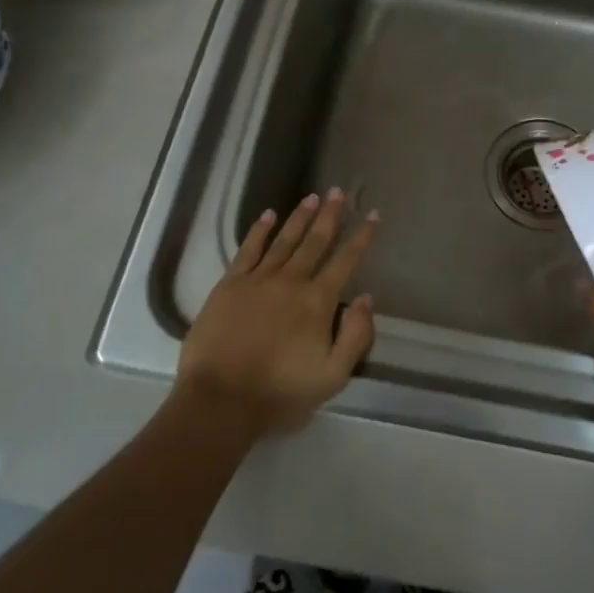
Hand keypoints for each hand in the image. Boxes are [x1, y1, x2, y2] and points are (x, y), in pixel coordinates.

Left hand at [175, 189, 378, 440]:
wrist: (220, 400)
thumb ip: (355, 336)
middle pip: (315, 241)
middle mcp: (291, 281)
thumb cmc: (280, 393)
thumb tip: (366, 298)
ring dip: (300, 217)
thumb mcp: (333, 376)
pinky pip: (248, 250)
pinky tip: (268, 215)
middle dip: (331, 215)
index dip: (362, 237)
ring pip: (284, 240)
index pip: (346, 261)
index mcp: (318, 302)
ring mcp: (258, 280)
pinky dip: (259, 230)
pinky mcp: (230, 285)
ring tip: (313, 197)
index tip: (373, 215)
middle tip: (339, 192)